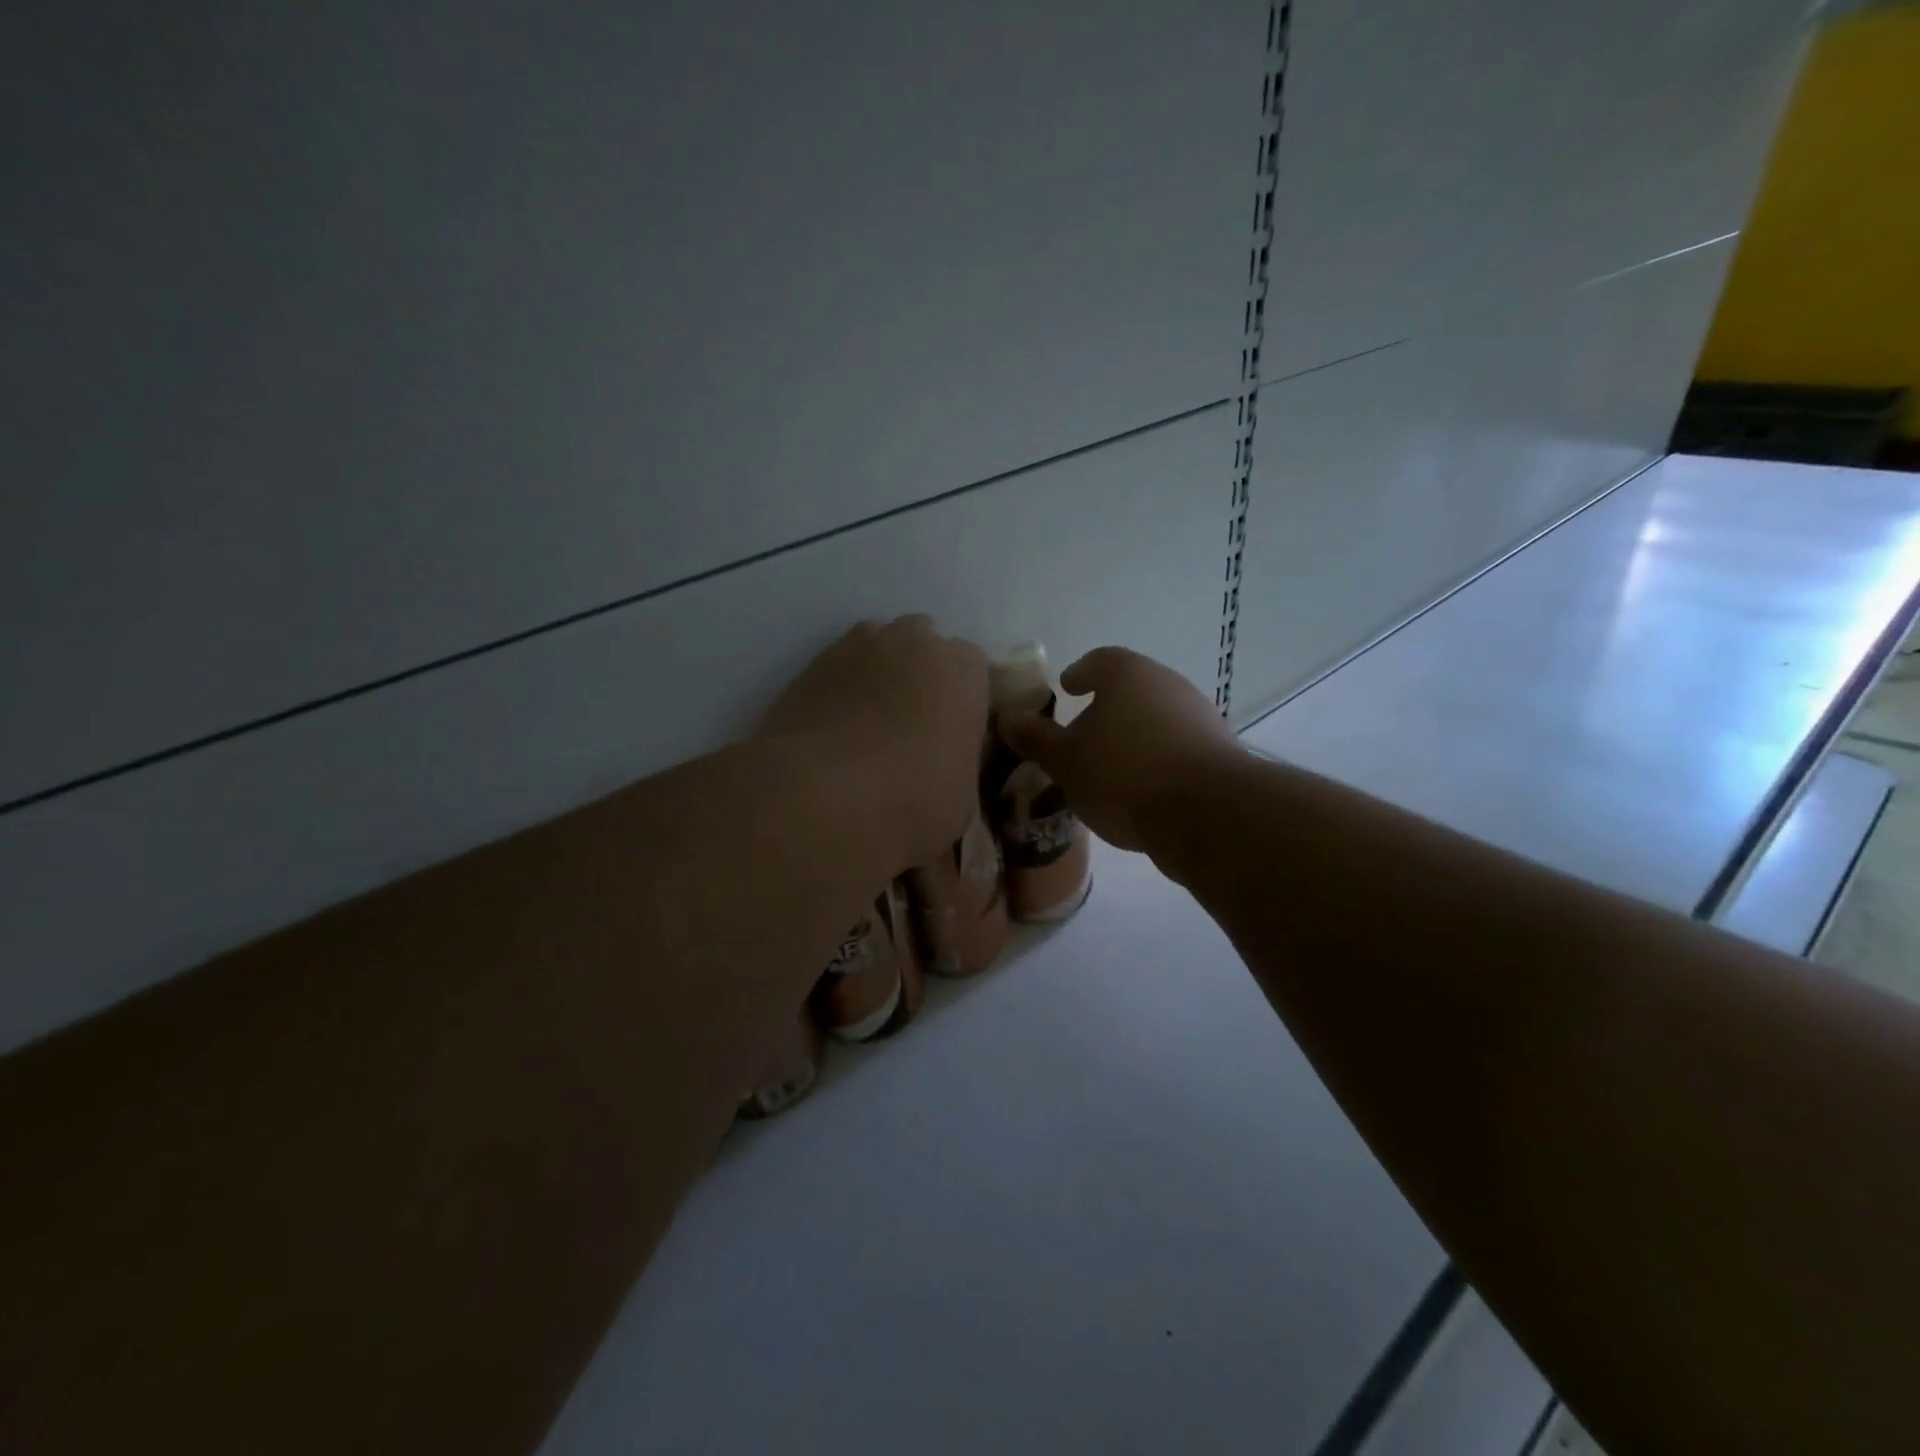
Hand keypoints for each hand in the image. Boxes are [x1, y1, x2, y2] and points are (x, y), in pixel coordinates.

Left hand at [756, 616, 988, 869]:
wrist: (820, 798)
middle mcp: (915, 643)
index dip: (960, 698)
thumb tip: (943, 764)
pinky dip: (841, 687)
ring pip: (879, 648)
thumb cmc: (910, 803)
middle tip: (909, 723)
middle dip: (920, 673)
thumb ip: (959, 761)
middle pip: (924, 645)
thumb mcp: (961, 798)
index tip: (949, 732)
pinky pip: (840, 667)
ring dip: (879, 673)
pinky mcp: (813, 662)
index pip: (972, 668)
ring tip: (867, 722)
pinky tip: (834, 726)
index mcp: (963, 672)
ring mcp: (860, 646)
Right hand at [999, 647, 1240, 851]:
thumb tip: (1009, 719)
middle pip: (1130, 689)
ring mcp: (1199, 716)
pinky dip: (1156, 760)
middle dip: (1105, 711)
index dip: (1081, 672)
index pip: (1100, 660)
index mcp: (1128, 674)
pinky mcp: (1218, 751)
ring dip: (1132, 737)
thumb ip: (1037, 739)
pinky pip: (1176, 747)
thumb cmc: (1123, 774)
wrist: (1208, 813)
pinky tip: (1141, 791)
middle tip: (1080, 738)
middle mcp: (1167, 683)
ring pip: (1155, 719)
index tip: (1068, 687)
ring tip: (1108, 770)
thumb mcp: (1067, 762)